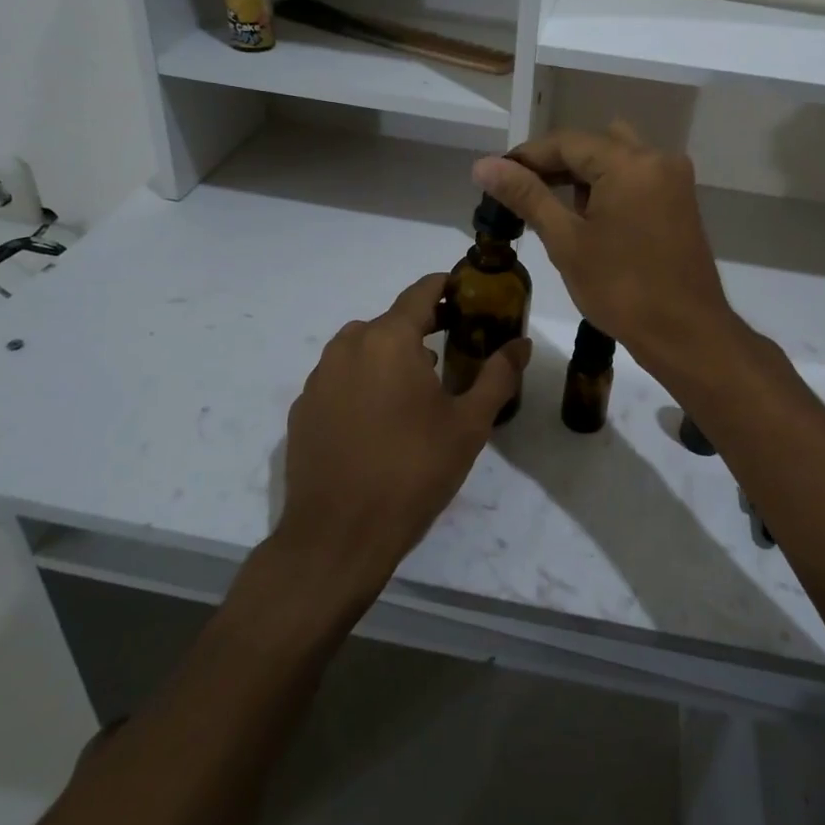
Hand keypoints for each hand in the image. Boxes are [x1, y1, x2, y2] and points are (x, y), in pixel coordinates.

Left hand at [277, 273, 530, 601]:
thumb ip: (498, 376)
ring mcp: (319, 378)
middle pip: (390, 321)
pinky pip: (340, 379)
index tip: (466, 293)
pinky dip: (363, 382)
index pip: (420, 293)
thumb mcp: (468, 425)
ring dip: (390, 355)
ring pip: (362, 348)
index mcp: (388, 340)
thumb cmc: (412, 472)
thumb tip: (521, 343)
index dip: (445, 287)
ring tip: (418, 386)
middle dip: (422, 327)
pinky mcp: (302, 409)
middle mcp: (348, 347)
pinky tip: (379, 419)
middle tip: (452, 346)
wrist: (337, 537)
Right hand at [473, 124, 735, 376]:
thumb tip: (484, 165)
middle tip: (521, 192)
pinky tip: (587, 218)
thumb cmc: (622, 289)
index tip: (496, 177)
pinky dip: (608, 187)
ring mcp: (674, 180)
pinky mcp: (680, 202)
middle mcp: (657, 159)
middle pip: (594, 144)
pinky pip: (636, 178)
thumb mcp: (567, 241)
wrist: (686, 334)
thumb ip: (527, 196)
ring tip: (551, 208)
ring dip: (582, 175)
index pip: (567, 142)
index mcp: (630, 163)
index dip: (527, 156)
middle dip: (555, 164)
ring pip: (617, 159)